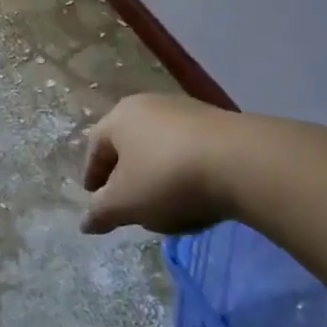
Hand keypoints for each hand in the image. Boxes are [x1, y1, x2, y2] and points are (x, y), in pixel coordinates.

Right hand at [81, 93, 241, 234]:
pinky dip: (184, 169)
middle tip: (126, 200)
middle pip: (128, 141)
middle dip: (124, 172)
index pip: (95, 146)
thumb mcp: (125, 203)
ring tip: (163, 200)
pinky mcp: (218, 122)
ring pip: (160, 144)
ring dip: (156, 170)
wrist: (241, 162)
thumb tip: (84, 222)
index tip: (95, 198)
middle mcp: (149, 104)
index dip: (92, 175)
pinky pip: (190, 149)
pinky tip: (195, 192)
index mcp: (119, 117)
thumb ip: (101, 213)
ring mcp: (186, 110)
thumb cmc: (167, 178)